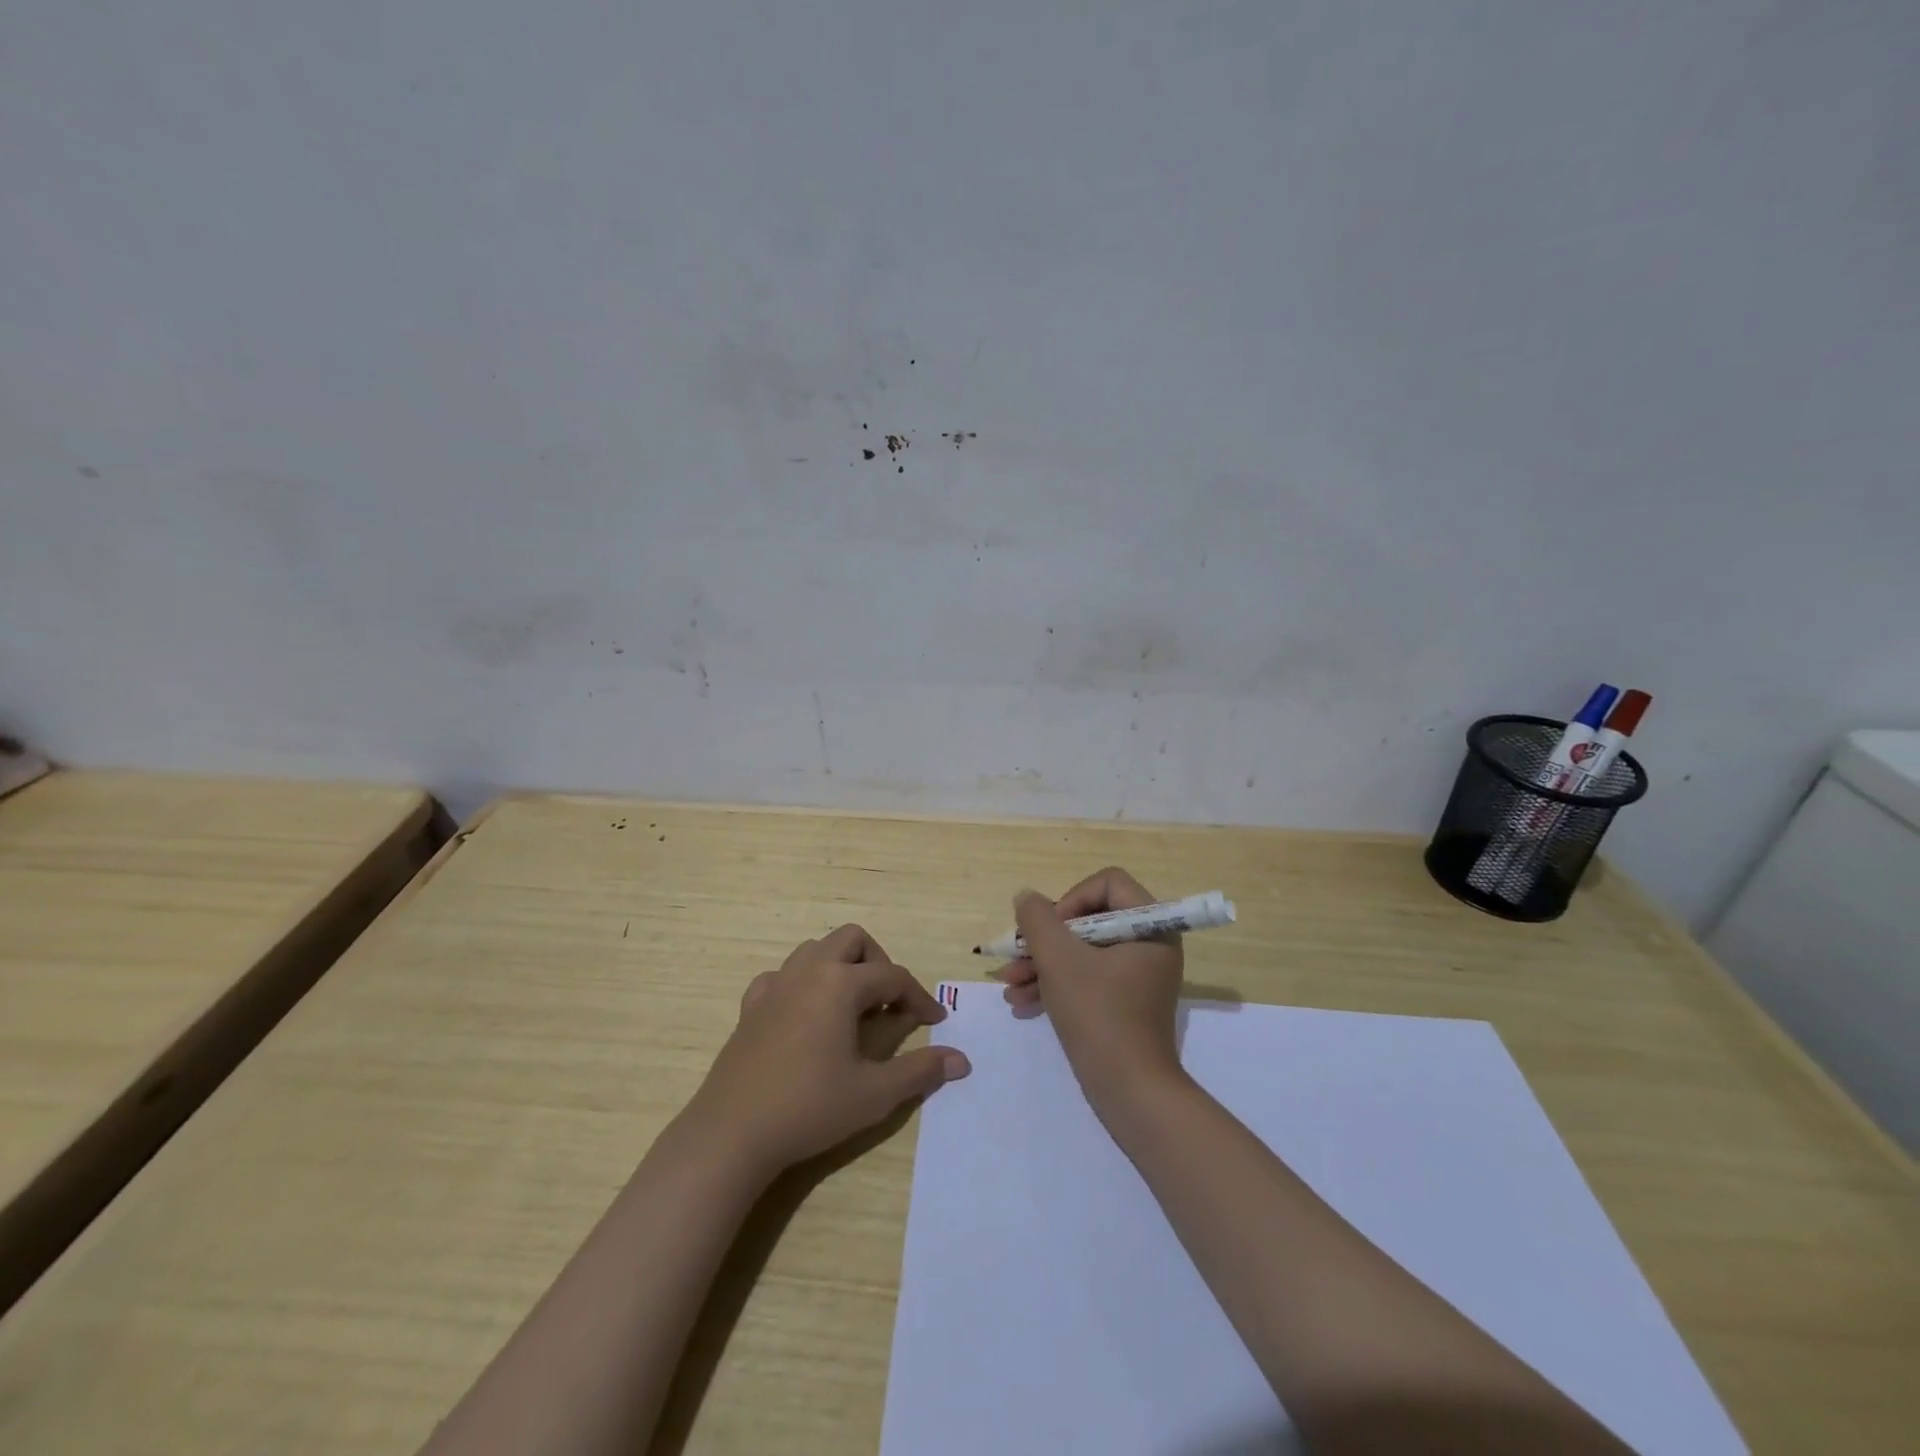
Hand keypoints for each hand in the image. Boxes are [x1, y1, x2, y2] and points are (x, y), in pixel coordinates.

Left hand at [687, 924, 971, 1176]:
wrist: (732, 1133)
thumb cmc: (809, 1107)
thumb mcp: (874, 1094)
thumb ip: (920, 1071)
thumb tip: (961, 1060)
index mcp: (840, 983)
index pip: (893, 976)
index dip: (919, 997)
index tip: (934, 1022)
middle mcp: (808, 971)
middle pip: (853, 940)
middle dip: (878, 963)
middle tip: (888, 1003)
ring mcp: (775, 984)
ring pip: (816, 949)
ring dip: (841, 967)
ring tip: (852, 1008)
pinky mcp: (751, 1005)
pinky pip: (783, 975)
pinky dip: (803, 984)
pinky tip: (806, 1016)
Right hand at [996, 866, 1185, 1108]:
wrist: (1129, 1092)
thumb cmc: (1098, 1015)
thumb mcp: (1059, 960)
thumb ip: (1038, 919)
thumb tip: (1027, 898)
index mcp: (1150, 925)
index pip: (1107, 883)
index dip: (1070, 899)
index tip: (1050, 930)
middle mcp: (1149, 944)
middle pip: (1089, 918)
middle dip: (1046, 940)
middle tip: (1016, 957)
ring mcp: (1138, 975)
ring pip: (1083, 951)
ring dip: (1043, 964)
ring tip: (1009, 985)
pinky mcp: (1125, 1002)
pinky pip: (1088, 977)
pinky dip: (1056, 985)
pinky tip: (1021, 1002)